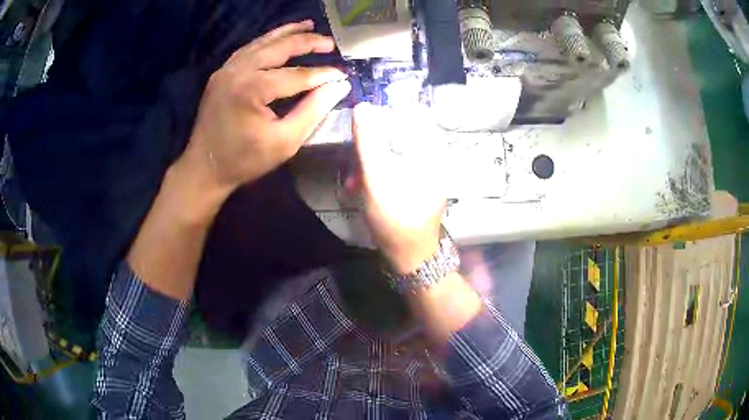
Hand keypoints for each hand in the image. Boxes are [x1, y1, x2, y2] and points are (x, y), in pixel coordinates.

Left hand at [181, 20, 351, 194]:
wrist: (204, 168)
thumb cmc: (244, 160)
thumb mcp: (284, 142)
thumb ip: (313, 111)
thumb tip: (339, 86)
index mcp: (252, 89)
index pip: (297, 75)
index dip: (323, 75)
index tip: (343, 75)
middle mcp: (238, 71)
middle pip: (279, 48)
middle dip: (307, 42)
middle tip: (330, 43)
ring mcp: (226, 70)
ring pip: (262, 43)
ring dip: (287, 33)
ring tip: (309, 26)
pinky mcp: (221, 73)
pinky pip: (248, 50)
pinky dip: (267, 41)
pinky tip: (279, 38)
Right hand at [351, 103, 447, 273]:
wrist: (411, 255)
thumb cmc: (396, 218)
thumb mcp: (377, 178)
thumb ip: (369, 141)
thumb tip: (362, 106)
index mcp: (431, 149)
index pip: (409, 112)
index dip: (382, 113)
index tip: (361, 126)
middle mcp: (433, 154)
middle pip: (399, 131)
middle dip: (370, 144)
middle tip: (351, 159)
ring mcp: (426, 168)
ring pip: (392, 148)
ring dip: (369, 160)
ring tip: (352, 180)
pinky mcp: (417, 180)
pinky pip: (394, 163)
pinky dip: (376, 171)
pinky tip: (360, 185)